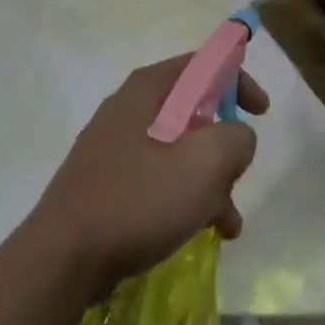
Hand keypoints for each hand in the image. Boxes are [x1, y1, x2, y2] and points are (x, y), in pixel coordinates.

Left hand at [30, 56, 267, 296]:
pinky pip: (158, 178)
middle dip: (223, 145)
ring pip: (178, 151)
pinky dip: (184, 197)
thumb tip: (236, 137)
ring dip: (209, 180)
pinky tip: (201, 232)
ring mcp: (113, 148)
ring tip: (227, 224)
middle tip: (237, 177)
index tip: (262, 112)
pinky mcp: (106, 183)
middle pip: (192, 111)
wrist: (62, 259)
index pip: (201, 65)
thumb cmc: (137, 201)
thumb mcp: (203, 164)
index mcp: (147, 91)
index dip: (237, 80)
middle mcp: (128, 109)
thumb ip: (234, 139)